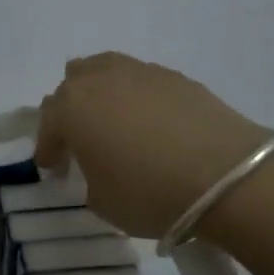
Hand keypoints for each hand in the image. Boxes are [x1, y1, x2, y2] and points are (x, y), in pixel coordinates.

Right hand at [35, 53, 267, 237]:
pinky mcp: (177, 77)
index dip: (48, 149)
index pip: (48, 124)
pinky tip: (150, 123)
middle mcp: (101, 80)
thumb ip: (88, 180)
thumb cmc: (149, 192)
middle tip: (79, 141)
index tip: (53, 169)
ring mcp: (141, 72)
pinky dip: (136, 98)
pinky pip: (141, 81)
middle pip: (72, 85)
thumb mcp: (102, 202)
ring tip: (111, 121)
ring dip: (101, 94)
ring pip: (106, 71)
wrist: (225, 176)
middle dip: (69, 112)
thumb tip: (98, 169)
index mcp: (72, 108)